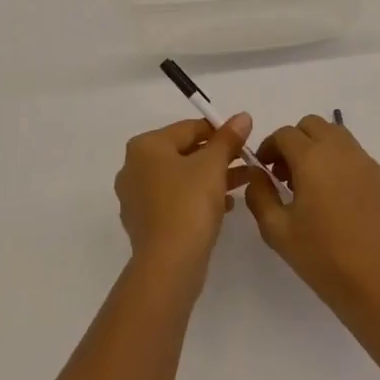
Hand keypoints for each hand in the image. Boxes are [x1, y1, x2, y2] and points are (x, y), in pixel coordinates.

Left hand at [115, 114, 253, 273]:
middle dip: (216, 157)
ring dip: (211, 178)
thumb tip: (243, 116)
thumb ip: (228, 138)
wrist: (169, 264)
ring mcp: (136, 197)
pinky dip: (197, 198)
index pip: (188, 128)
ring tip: (242, 183)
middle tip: (246, 162)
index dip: (219, 132)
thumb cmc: (189, 203)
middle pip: (183, 152)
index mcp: (145, 146)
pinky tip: (224, 206)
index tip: (244, 141)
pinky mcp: (144, 223)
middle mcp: (133, 167)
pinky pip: (174, 201)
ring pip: (180, 178)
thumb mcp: (213, 165)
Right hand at [244, 115, 379, 317]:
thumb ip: (259, 195)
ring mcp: (366, 163)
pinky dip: (338, 162)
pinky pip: (354, 156)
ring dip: (318, 148)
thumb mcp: (277, 230)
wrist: (377, 285)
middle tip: (285, 173)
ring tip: (310, 184)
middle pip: (313, 125)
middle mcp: (341, 151)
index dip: (268, 147)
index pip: (284, 134)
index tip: (263, 169)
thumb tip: (257, 175)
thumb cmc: (322, 257)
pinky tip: (335, 198)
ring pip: (337, 136)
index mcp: (313, 158)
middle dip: (294, 141)